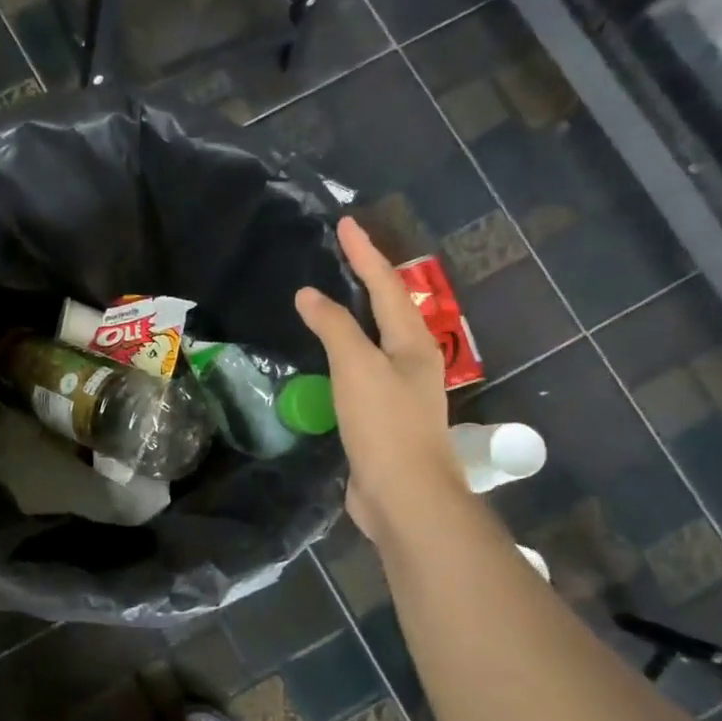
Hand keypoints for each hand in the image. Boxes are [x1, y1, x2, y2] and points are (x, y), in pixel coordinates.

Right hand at [296, 217, 463, 538]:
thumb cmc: (385, 424)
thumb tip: (309, 295)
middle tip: (342, 255)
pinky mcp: (380, 418)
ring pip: (374, 341)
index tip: (345, 224)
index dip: (364, 254)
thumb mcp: (358, 367)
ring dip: (354, 317)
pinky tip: (327, 359)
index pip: (385, 286)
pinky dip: (343, 354)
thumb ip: (334, 327)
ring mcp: (397, 392)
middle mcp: (410, 362)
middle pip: (388, 310)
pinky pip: (359, 372)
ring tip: (331, 299)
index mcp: (412, 344)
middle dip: (367, 279)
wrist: (404, 496)